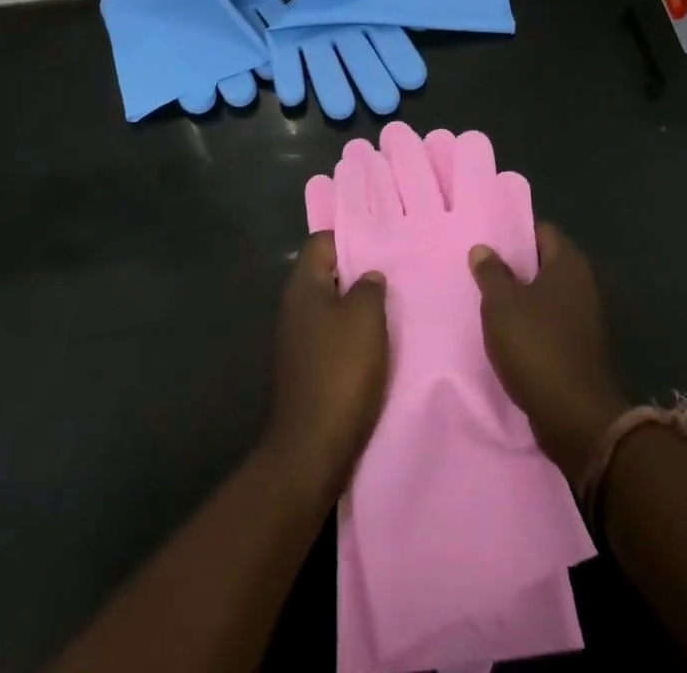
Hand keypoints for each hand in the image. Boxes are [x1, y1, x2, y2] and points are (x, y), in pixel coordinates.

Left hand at [262, 232, 389, 505]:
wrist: (312, 449)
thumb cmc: (341, 371)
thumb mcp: (366, 318)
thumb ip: (370, 287)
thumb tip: (368, 277)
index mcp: (304, 287)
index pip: (322, 242)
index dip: (350, 238)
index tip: (381, 244)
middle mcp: (294, 307)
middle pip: (325, 273)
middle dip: (357, 272)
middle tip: (392, 273)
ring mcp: (296, 340)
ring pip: (329, 306)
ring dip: (356, 306)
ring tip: (390, 307)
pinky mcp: (305, 369)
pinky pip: (330, 336)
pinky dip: (350, 335)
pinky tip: (375, 344)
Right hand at [469, 223, 629, 485]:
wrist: (575, 418)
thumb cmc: (536, 346)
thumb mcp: (501, 304)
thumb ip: (491, 272)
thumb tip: (483, 249)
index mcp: (568, 264)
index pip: (542, 231)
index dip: (515, 234)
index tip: (488, 243)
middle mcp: (581, 284)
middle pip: (542, 263)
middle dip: (514, 267)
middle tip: (481, 270)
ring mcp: (583, 318)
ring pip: (544, 295)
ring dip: (519, 298)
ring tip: (486, 302)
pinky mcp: (578, 348)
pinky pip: (548, 323)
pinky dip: (529, 325)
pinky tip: (504, 334)